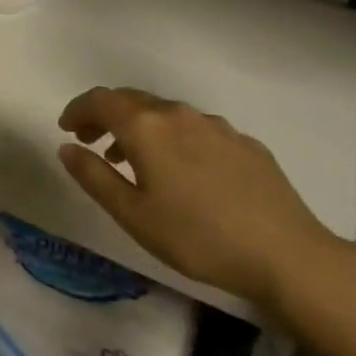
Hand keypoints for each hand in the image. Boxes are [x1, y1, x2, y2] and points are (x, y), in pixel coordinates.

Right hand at [58, 87, 345, 315]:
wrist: (288, 255)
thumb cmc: (198, 237)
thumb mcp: (133, 215)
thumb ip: (94, 176)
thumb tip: (67, 147)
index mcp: (146, 127)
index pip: (100, 100)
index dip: (78, 109)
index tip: (67, 128)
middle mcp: (178, 114)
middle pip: (131, 100)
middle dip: (105, 115)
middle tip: (91, 141)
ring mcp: (215, 125)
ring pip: (165, 113)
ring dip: (140, 127)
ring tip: (133, 160)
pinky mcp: (244, 143)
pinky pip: (195, 129)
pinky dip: (174, 138)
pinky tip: (183, 172)